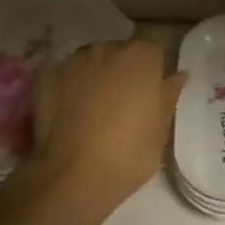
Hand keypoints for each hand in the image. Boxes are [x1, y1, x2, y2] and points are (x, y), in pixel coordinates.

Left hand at [21, 37, 186, 203]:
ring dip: (94, 77)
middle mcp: (108, 49)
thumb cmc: (128, 153)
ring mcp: (74, 61)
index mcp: (142, 57)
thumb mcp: (161, 129)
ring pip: (90, 63)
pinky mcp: (46, 77)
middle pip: (120, 52)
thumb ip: (168, 95)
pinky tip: (68, 115)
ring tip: (91, 110)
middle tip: (121, 104)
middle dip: (122, 71)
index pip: (153, 48)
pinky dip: (68, 89)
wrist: (71, 177)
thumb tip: (178, 75)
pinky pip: (64, 77)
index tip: (149, 91)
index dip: (152, 68)